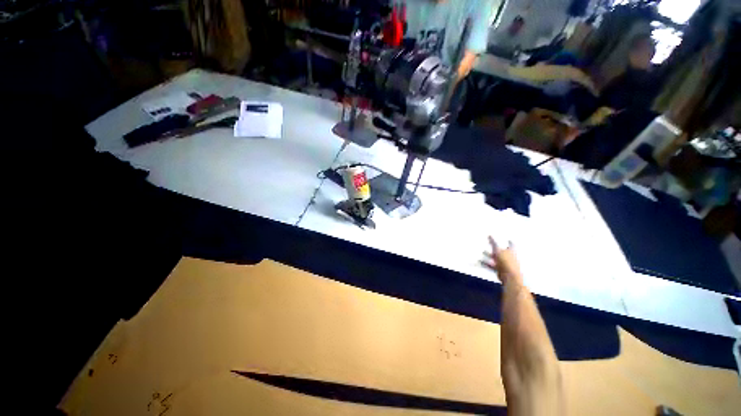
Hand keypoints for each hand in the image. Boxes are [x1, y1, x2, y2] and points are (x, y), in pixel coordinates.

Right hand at [482, 236, 522, 284]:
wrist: (509, 276)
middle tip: (489, 244)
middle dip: (495, 248)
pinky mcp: (500, 270)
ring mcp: (505, 264)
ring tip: (482, 252)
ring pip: (496, 258)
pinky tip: (479, 261)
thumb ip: (493, 242)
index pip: (511, 244)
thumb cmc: (505, 261)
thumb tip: (489, 235)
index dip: (508, 241)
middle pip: (502, 251)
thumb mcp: (497, 250)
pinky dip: (486, 263)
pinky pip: (492, 265)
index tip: (507, 239)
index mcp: (512, 250)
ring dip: (489, 256)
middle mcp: (509, 257)